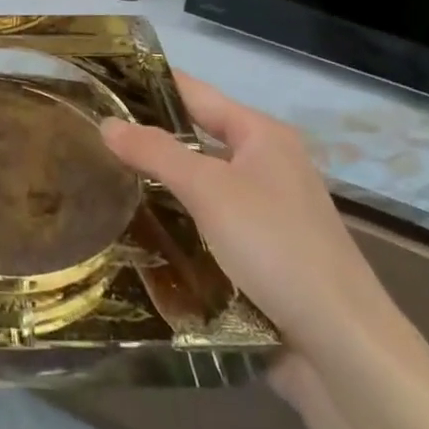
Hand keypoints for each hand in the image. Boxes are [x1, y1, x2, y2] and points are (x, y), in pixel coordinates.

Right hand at [100, 73, 396, 373]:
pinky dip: (174, 220)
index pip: (194, 93)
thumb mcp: (209, 190)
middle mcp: (265, 164)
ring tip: (98, 177)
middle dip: (145, 137)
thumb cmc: (276, 248)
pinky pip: (205, 222)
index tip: (100, 82)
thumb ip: (155, 152)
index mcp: (262, 135)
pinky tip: (134, 227)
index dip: (149, 84)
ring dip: (157, 183)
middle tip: (87, 134)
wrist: (341, 346)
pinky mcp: (258, 253)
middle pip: (194, 138)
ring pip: (198, 183)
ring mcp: (263, 211)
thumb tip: (106, 122)